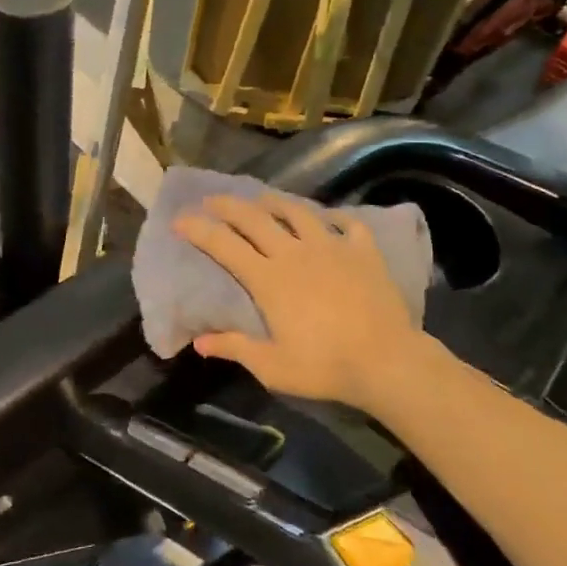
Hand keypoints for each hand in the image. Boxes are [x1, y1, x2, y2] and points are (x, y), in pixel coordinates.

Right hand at [174, 193, 424, 412]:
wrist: (387, 361)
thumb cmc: (325, 366)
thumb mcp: (272, 366)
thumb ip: (235, 348)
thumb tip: (199, 342)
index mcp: (268, 278)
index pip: (223, 245)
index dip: (198, 229)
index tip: (179, 220)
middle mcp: (294, 252)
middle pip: (254, 218)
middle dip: (228, 205)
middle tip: (211, 199)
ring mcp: (331, 246)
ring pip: (297, 211)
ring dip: (274, 202)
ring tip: (263, 199)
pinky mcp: (363, 250)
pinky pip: (346, 223)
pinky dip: (333, 217)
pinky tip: (328, 219)